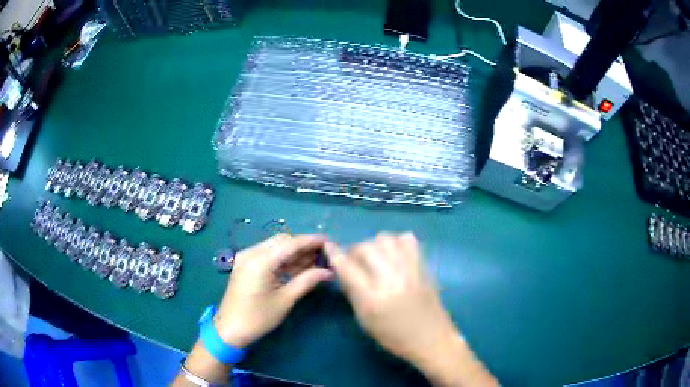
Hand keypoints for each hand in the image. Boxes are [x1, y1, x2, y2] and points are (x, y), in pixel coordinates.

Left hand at [214, 234, 332, 347]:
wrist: (230, 329)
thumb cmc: (258, 317)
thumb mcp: (285, 300)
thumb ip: (306, 281)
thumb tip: (328, 271)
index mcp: (260, 261)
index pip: (289, 244)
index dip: (310, 241)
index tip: (328, 241)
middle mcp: (251, 253)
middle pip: (281, 241)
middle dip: (302, 246)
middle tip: (322, 253)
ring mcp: (246, 258)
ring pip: (275, 248)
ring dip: (293, 252)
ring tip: (315, 260)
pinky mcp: (246, 265)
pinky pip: (267, 256)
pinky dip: (283, 259)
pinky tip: (298, 266)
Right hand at [326, 233, 497, 385]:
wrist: (432, 339)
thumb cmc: (394, 336)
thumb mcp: (365, 320)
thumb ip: (353, 293)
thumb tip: (343, 270)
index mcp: (372, 299)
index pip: (347, 267)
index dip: (334, 254)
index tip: (329, 247)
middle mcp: (390, 280)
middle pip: (365, 248)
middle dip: (354, 250)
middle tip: (355, 260)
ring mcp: (409, 270)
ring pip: (385, 239)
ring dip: (374, 244)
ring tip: (375, 256)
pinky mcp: (423, 266)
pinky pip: (408, 239)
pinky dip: (397, 242)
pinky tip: (395, 254)